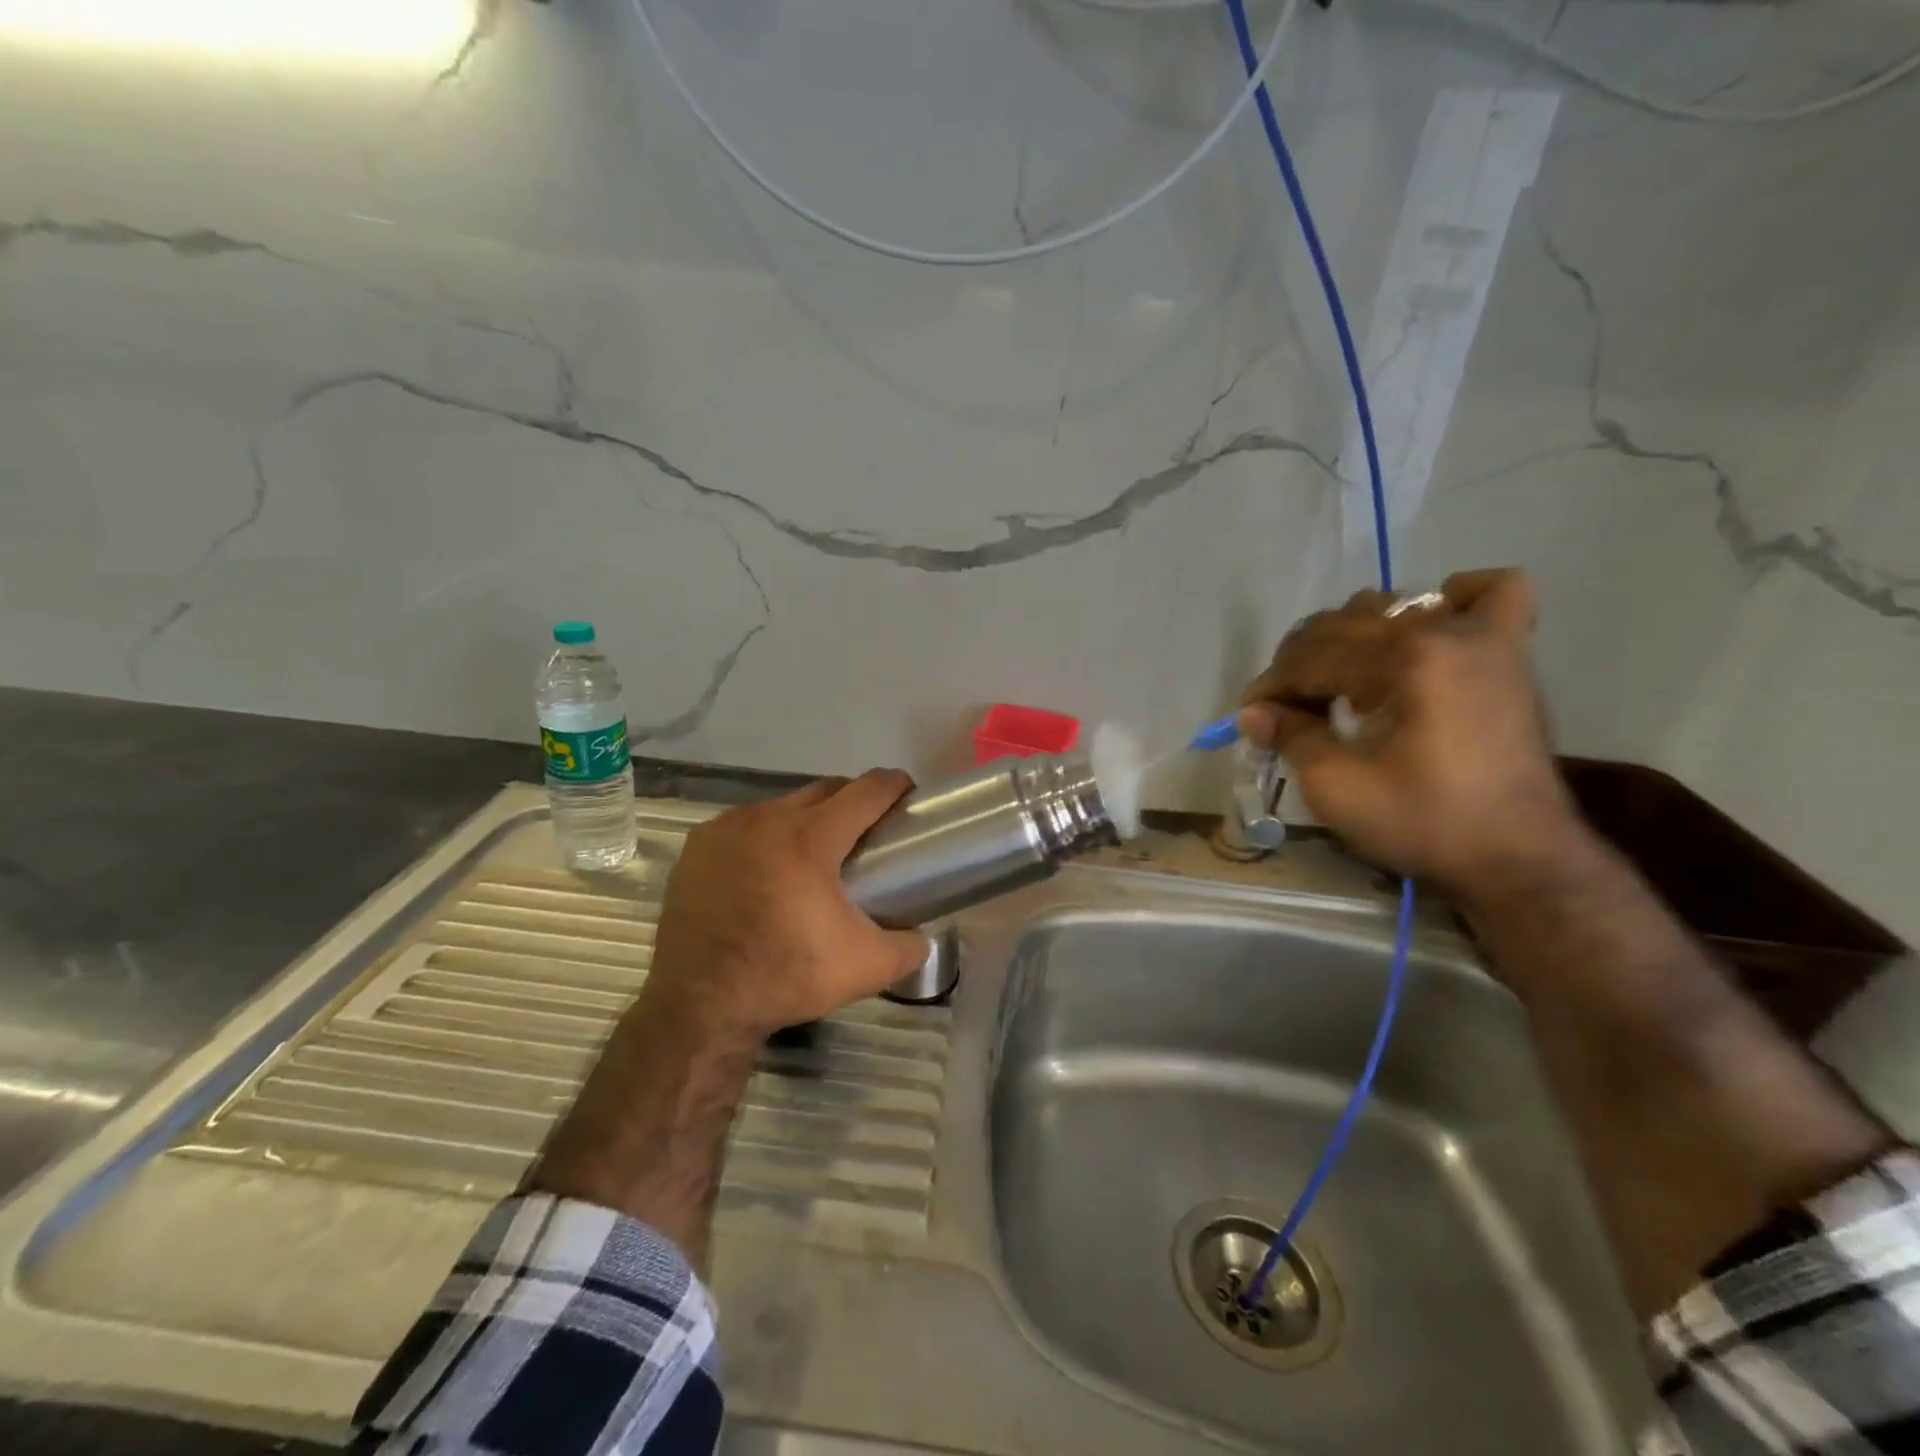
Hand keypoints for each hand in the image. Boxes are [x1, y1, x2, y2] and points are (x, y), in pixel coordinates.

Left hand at [643, 769, 931, 1044]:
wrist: (698, 1006)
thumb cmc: (786, 976)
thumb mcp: (865, 968)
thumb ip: (908, 947)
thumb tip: (919, 937)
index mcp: (811, 837)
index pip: (866, 790)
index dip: (895, 786)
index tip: (907, 795)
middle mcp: (768, 818)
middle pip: (825, 789)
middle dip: (852, 801)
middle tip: (866, 834)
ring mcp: (727, 827)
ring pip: (783, 805)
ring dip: (806, 819)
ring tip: (814, 857)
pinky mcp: (698, 845)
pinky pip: (745, 824)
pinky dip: (765, 836)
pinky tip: (766, 870)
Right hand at [1236, 569, 1582, 897]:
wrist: (1517, 859)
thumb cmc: (1424, 823)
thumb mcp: (1337, 787)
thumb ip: (1290, 736)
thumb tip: (1251, 712)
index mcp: (1404, 661)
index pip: (1311, 657)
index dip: (1272, 687)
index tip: (1250, 717)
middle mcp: (1443, 632)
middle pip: (1342, 625)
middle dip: (1300, 665)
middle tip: (1286, 712)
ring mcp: (1485, 637)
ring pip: (1394, 606)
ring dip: (1354, 638)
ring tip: (1345, 686)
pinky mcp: (1510, 654)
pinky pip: (1492, 594)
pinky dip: (1455, 600)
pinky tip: (1431, 628)